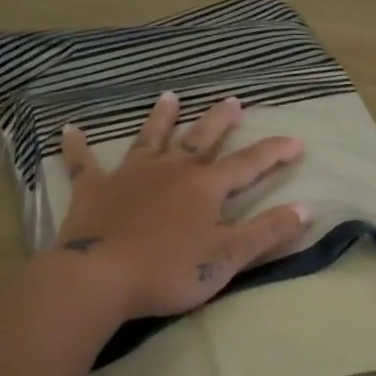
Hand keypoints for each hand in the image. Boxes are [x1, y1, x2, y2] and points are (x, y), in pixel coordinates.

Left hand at [55, 92, 309, 318]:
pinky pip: (84, 164)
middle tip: (232, 100)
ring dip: (161, 118)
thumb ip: (267, 232)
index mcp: (205, 187)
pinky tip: (69, 130)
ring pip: (150, 139)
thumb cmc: (169, 270)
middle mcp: (171, 171)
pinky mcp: (94, 190)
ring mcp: (130, 176)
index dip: (275, 152)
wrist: (100, 278)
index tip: (296, 141)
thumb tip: (306, 209)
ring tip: (169, 96)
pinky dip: (77, 147)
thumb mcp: (228, 258)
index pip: (249, 164)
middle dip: (220, 120)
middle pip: (201, 139)